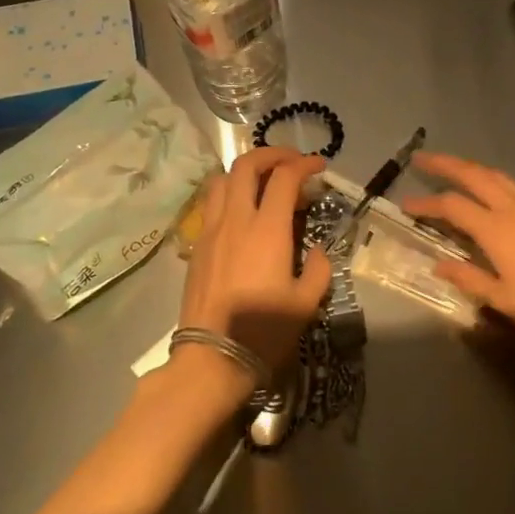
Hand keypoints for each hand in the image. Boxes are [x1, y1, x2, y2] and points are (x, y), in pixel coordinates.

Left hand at [178, 147, 330, 386]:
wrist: (212, 359)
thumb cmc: (264, 331)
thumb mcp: (307, 303)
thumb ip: (318, 269)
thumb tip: (316, 252)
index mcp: (266, 230)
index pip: (284, 177)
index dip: (303, 164)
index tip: (318, 167)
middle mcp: (235, 220)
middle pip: (246, 165)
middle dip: (271, 154)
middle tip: (291, 162)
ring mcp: (210, 231)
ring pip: (221, 180)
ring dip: (245, 172)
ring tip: (263, 183)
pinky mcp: (196, 247)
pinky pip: (210, 205)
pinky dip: (229, 195)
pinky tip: (243, 215)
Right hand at [401, 152, 514, 357]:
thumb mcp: (503, 299)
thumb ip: (469, 277)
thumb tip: (439, 264)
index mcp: (496, 229)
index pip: (452, 206)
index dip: (426, 203)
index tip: (405, 205)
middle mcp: (513, 209)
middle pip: (474, 175)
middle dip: (446, 164)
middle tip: (422, 159)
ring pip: (497, 175)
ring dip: (471, 167)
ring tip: (452, 168)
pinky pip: (513, 185)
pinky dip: (492, 179)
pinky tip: (489, 189)